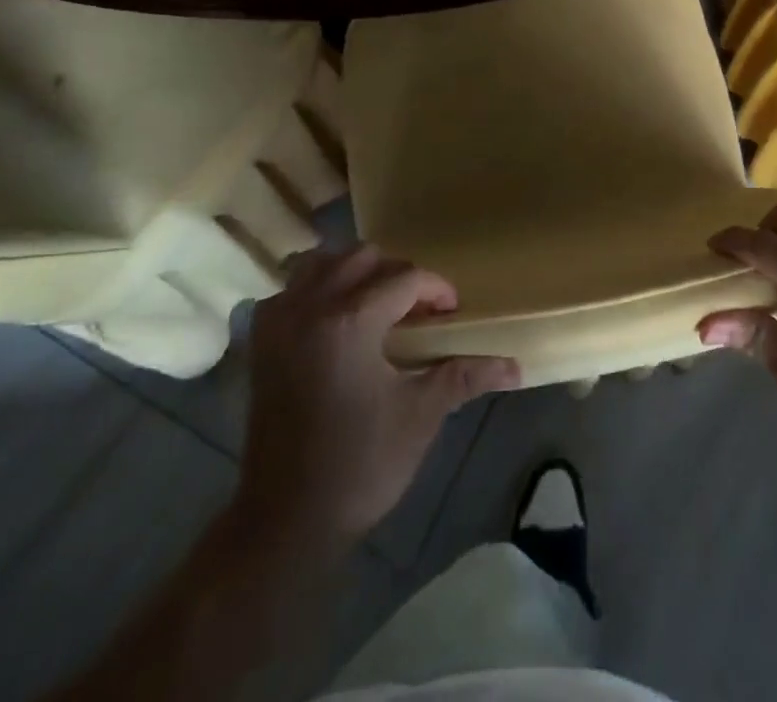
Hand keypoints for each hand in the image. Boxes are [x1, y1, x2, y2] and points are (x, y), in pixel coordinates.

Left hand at [236, 245, 520, 546]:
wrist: (286, 520)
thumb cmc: (360, 466)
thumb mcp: (420, 416)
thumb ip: (465, 376)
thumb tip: (515, 365)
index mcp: (351, 321)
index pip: (406, 278)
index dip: (437, 289)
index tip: (452, 313)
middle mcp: (311, 306)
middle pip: (363, 257)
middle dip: (397, 273)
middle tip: (417, 308)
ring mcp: (280, 321)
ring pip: (321, 262)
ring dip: (353, 271)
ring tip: (376, 304)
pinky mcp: (261, 340)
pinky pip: (291, 288)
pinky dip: (316, 288)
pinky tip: (334, 319)